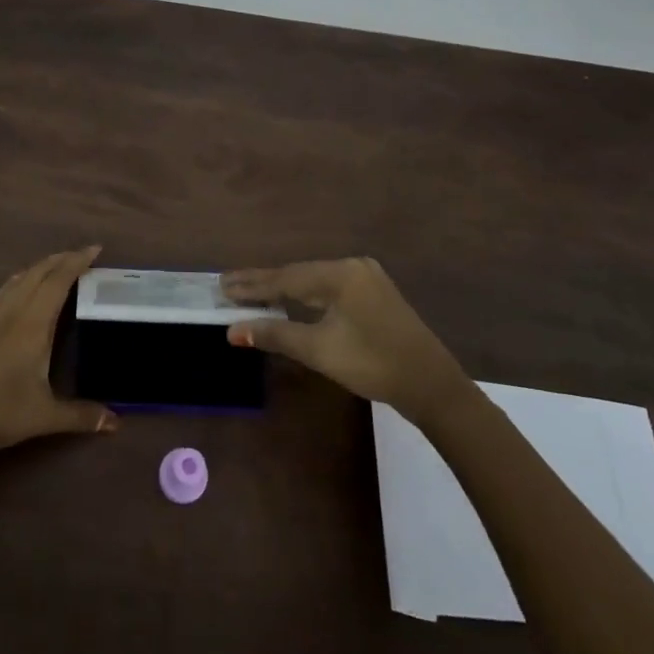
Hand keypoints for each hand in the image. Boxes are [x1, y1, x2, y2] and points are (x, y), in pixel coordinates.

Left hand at [0, 247, 118, 456]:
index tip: (95, 249)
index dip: (77, 262)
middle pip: (38, 273)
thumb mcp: (43, 416)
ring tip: (56, 266)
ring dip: (40, 267)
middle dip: (61, 259)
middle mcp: (13, 311)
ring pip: (18, 279)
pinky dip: (21, 280)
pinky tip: (20, 289)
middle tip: (82, 255)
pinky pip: (4, 290)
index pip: (58, 281)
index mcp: (32, 323)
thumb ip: (80, 415)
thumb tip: (115, 422)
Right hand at [223, 257, 470, 417]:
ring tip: (252, 293)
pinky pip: (329, 289)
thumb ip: (275, 334)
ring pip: (313, 282)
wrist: (432, 385)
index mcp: (340, 274)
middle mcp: (352, 267)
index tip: (221, 284)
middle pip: (298, 275)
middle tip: (229, 287)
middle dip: (263, 284)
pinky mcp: (374, 294)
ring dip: (283, 290)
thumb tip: (233, 330)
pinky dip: (305, 296)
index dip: (251, 284)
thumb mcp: (319, 350)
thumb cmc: (373, 364)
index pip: (285, 277)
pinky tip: (290, 300)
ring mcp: (366, 278)